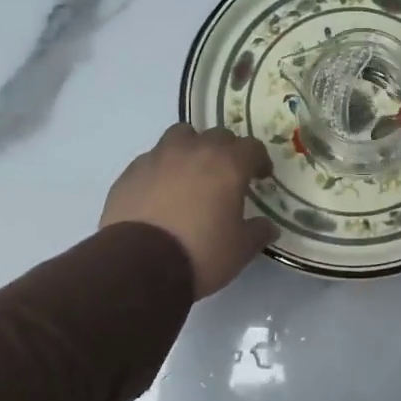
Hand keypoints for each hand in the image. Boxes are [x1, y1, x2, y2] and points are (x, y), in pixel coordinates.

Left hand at [101, 124, 278, 297]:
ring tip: (191, 172)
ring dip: (192, 148)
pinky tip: (161, 192)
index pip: (252, 147)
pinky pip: (153, 159)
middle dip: (227, 151)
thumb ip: (258, 232)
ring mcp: (158, 157)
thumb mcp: (240, 249)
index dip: (259, 160)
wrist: (138, 265)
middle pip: (218, 135)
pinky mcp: (131, 171)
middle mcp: (194, 151)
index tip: (261, 176)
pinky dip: (163, 168)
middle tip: (227, 175)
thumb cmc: (200, 253)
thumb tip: (268, 227)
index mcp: (227, 165)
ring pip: (181, 136)